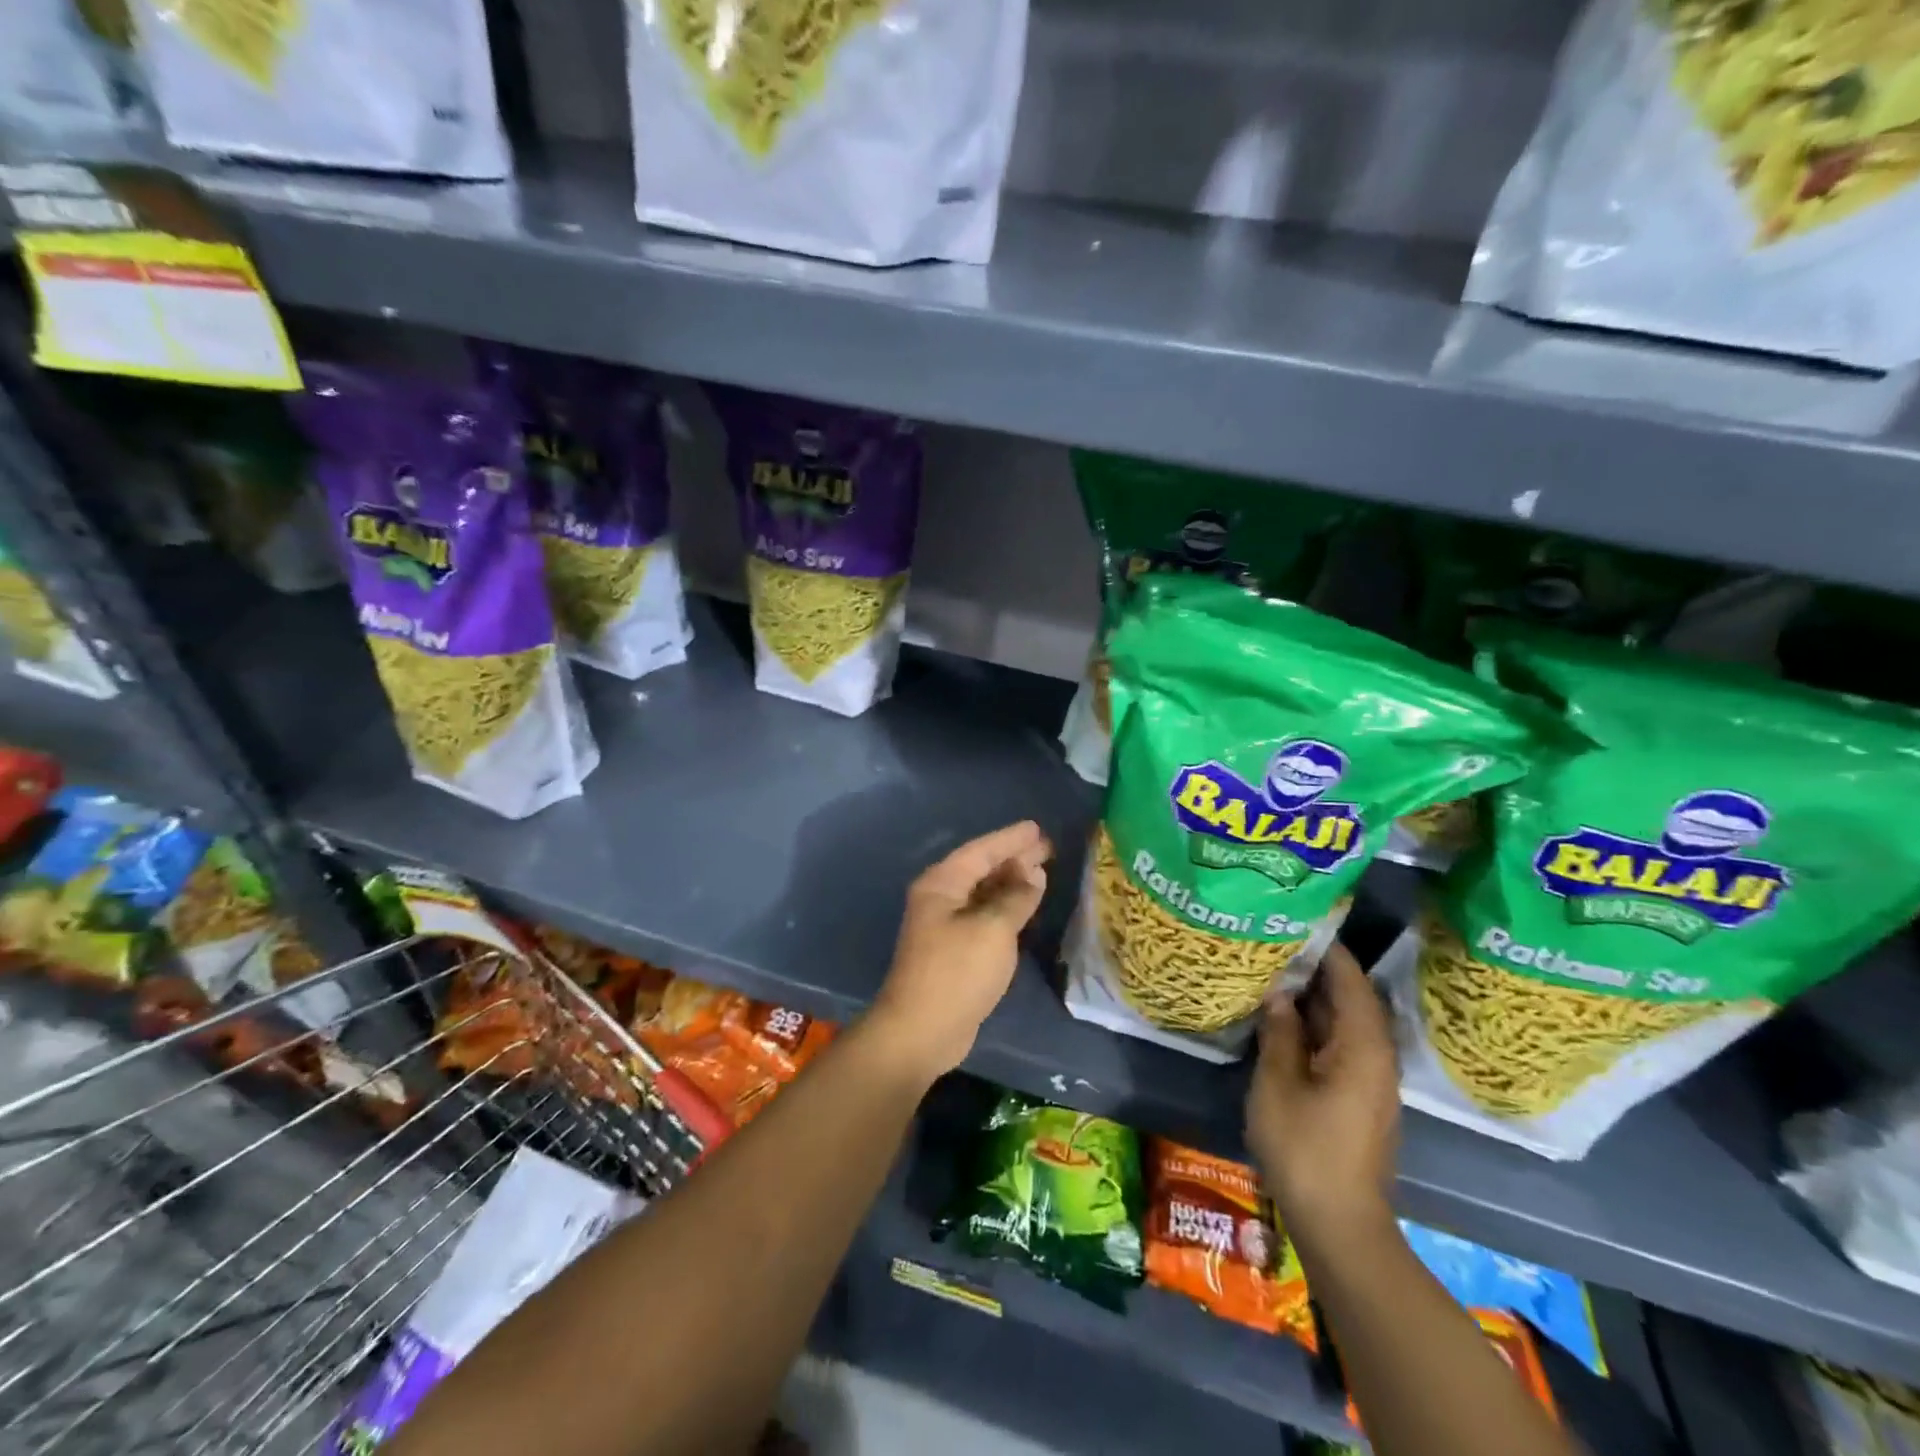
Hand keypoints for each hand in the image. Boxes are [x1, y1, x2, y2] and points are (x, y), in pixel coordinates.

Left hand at [867, 821, 1051, 1079]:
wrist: (922, 1031)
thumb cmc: (957, 972)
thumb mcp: (993, 930)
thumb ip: (1015, 898)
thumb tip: (1033, 874)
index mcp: (942, 884)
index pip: (981, 851)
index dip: (1010, 839)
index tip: (1036, 828)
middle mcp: (940, 898)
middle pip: (981, 869)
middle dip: (1013, 858)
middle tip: (1047, 847)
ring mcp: (945, 925)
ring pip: (983, 893)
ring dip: (1010, 882)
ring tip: (1041, 871)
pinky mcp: (954, 950)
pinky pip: (984, 915)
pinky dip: (1005, 907)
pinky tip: (1024, 905)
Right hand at [1246, 941, 1399, 1248]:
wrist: (1340, 1224)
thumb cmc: (1305, 1146)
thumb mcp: (1279, 1082)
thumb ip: (1280, 1032)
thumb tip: (1280, 993)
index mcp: (1363, 1047)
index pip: (1350, 981)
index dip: (1327, 951)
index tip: (1299, 922)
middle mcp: (1376, 1057)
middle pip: (1351, 1000)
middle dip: (1317, 971)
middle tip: (1277, 943)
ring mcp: (1371, 1081)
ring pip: (1344, 1024)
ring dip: (1315, 1000)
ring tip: (1276, 974)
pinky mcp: (1360, 1100)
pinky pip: (1341, 1046)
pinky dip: (1316, 1027)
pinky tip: (1285, 1022)